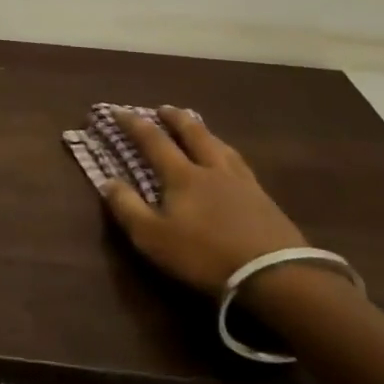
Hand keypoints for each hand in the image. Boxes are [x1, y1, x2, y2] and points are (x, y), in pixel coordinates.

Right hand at [100, 106, 304, 296]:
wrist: (275, 275)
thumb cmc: (204, 255)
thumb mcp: (153, 237)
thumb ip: (127, 207)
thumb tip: (107, 181)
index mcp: (182, 175)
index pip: (153, 141)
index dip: (133, 124)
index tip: (117, 110)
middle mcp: (211, 169)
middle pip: (193, 134)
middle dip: (175, 118)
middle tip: (164, 108)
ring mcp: (242, 182)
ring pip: (220, 146)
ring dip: (204, 132)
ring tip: (198, 127)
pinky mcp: (265, 200)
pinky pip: (241, 164)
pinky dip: (228, 154)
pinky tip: (231, 161)